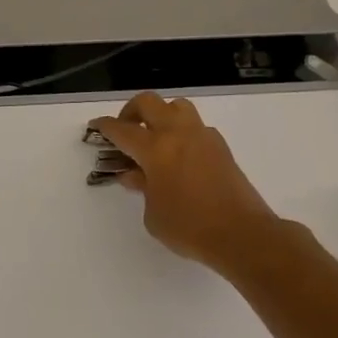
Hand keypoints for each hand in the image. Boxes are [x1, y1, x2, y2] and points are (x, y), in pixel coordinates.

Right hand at [94, 93, 288, 273]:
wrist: (242, 234)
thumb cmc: (189, 227)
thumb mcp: (153, 214)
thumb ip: (141, 187)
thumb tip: (135, 174)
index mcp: (155, 149)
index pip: (122, 130)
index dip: (105, 126)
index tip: (96, 126)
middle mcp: (178, 134)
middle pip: (149, 103)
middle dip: (131, 111)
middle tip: (125, 129)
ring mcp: (203, 137)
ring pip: (177, 106)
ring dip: (161, 114)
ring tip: (154, 137)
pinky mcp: (221, 147)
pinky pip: (196, 126)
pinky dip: (182, 132)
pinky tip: (179, 155)